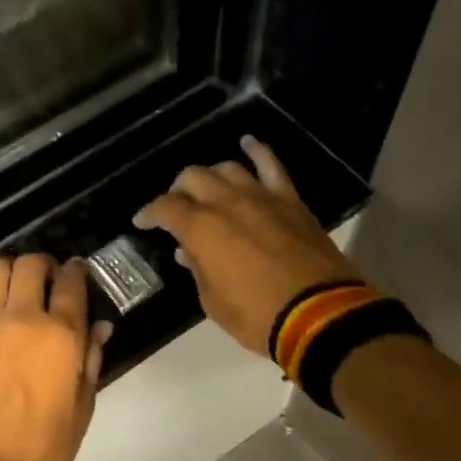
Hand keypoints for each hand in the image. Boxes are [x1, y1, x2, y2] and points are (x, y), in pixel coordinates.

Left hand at [0, 255, 111, 460]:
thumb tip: (99, 328)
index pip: (71, 282)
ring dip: (8, 270)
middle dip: (43, 265)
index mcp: (60, 335)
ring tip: (13, 287)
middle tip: (46, 280)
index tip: (77, 273)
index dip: (77, 272)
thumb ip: (90, 359)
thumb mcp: (81, 406)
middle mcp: (20, 317)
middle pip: (30, 265)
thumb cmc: (43, 446)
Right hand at [133, 136, 362, 357]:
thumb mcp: (212, 301)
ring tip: (208, 188)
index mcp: (201, 229)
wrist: (318, 315)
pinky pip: (272, 165)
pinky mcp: (290, 200)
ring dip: (211, 176)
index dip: (149, 213)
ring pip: (227, 169)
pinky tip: (248, 144)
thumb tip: (188, 251)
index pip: (165, 208)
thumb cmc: (256, 316)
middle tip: (176, 207)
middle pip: (193, 178)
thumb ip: (197, 269)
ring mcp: (261, 197)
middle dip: (178, 190)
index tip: (142, 222)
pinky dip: (258, 151)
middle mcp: (227, 203)